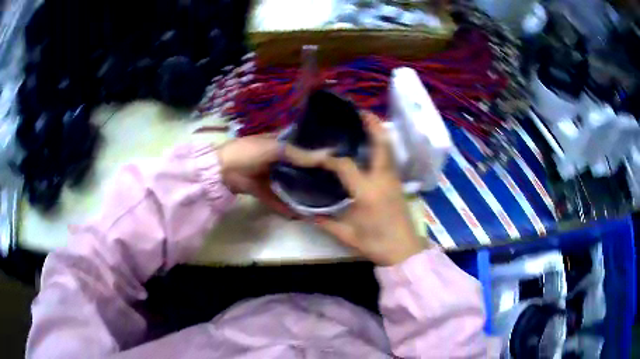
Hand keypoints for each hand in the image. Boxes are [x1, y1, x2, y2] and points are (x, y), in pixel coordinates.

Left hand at [217, 134, 326, 217]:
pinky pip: (277, 198)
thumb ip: (300, 154)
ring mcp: (269, 175)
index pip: (301, 145)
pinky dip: (286, 206)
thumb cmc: (248, 152)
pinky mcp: (263, 190)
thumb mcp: (275, 149)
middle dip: (311, 174)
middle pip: (297, 166)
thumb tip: (328, 156)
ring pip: (289, 183)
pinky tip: (301, 214)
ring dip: (301, 191)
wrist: (222, 171)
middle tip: (332, 182)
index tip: (335, 160)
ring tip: (321, 199)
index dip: (316, 152)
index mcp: (278, 142)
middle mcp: (276, 158)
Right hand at [287, 112, 430, 265]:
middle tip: (360, 112)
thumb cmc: (376, 244)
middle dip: (371, 126)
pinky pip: (390, 159)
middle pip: (380, 145)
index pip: (345, 166)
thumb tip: (308, 213)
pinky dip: (383, 146)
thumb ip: (326, 222)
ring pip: (388, 150)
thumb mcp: (348, 235)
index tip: (318, 155)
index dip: (330, 158)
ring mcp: (393, 180)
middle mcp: (382, 180)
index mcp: (367, 192)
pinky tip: (373, 145)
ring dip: (379, 133)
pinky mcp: (398, 184)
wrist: (404, 251)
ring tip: (367, 122)